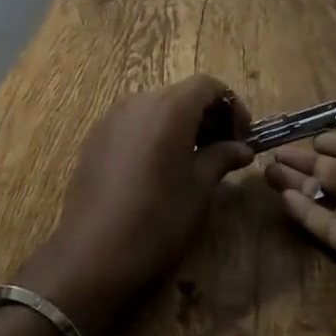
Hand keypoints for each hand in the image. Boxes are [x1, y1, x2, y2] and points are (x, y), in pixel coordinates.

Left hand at [18, 75, 251, 335]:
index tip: (242, 136)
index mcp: (170, 106)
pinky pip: (134, 124)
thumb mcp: (199, 188)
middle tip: (223, 150)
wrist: (93, 250)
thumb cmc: (157, 216)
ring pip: (156, 108)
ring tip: (193, 161)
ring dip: (181, 125)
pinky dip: (155, 134)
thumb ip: (222, 157)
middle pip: (181, 95)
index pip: (208, 85)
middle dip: (207, 116)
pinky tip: (158, 169)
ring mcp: (112, 118)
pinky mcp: (96, 137)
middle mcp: (139, 101)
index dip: (232, 106)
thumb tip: (242, 148)